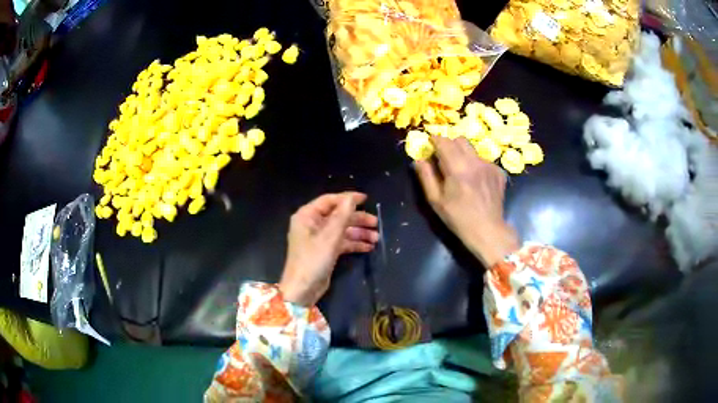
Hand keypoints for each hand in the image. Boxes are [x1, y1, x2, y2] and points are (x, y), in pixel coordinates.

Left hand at [279, 192, 378, 305]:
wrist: (303, 289)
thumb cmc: (313, 259)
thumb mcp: (329, 236)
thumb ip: (342, 215)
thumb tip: (351, 199)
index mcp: (307, 216)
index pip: (330, 200)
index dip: (348, 199)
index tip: (366, 199)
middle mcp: (312, 224)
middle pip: (338, 216)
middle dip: (357, 219)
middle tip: (375, 223)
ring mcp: (319, 238)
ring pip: (342, 230)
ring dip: (359, 233)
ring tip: (376, 238)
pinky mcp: (325, 251)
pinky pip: (341, 242)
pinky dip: (354, 243)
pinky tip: (368, 247)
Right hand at [414, 136, 519, 266]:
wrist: (488, 230)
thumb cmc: (458, 218)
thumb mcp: (436, 200)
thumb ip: (426, 176)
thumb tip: (419, 159)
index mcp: (457, 169)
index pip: (444, 142)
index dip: (435, 140)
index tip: (430, 144)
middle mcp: (475, 162)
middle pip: (459, 140)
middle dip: (449, 144)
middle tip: (444, 158)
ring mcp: (489, 166)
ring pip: (472, 149)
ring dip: (463, 154)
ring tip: (461, 172)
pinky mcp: (498, 172)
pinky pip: (483, 160)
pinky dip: (476, 165)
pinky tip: (476, 181)